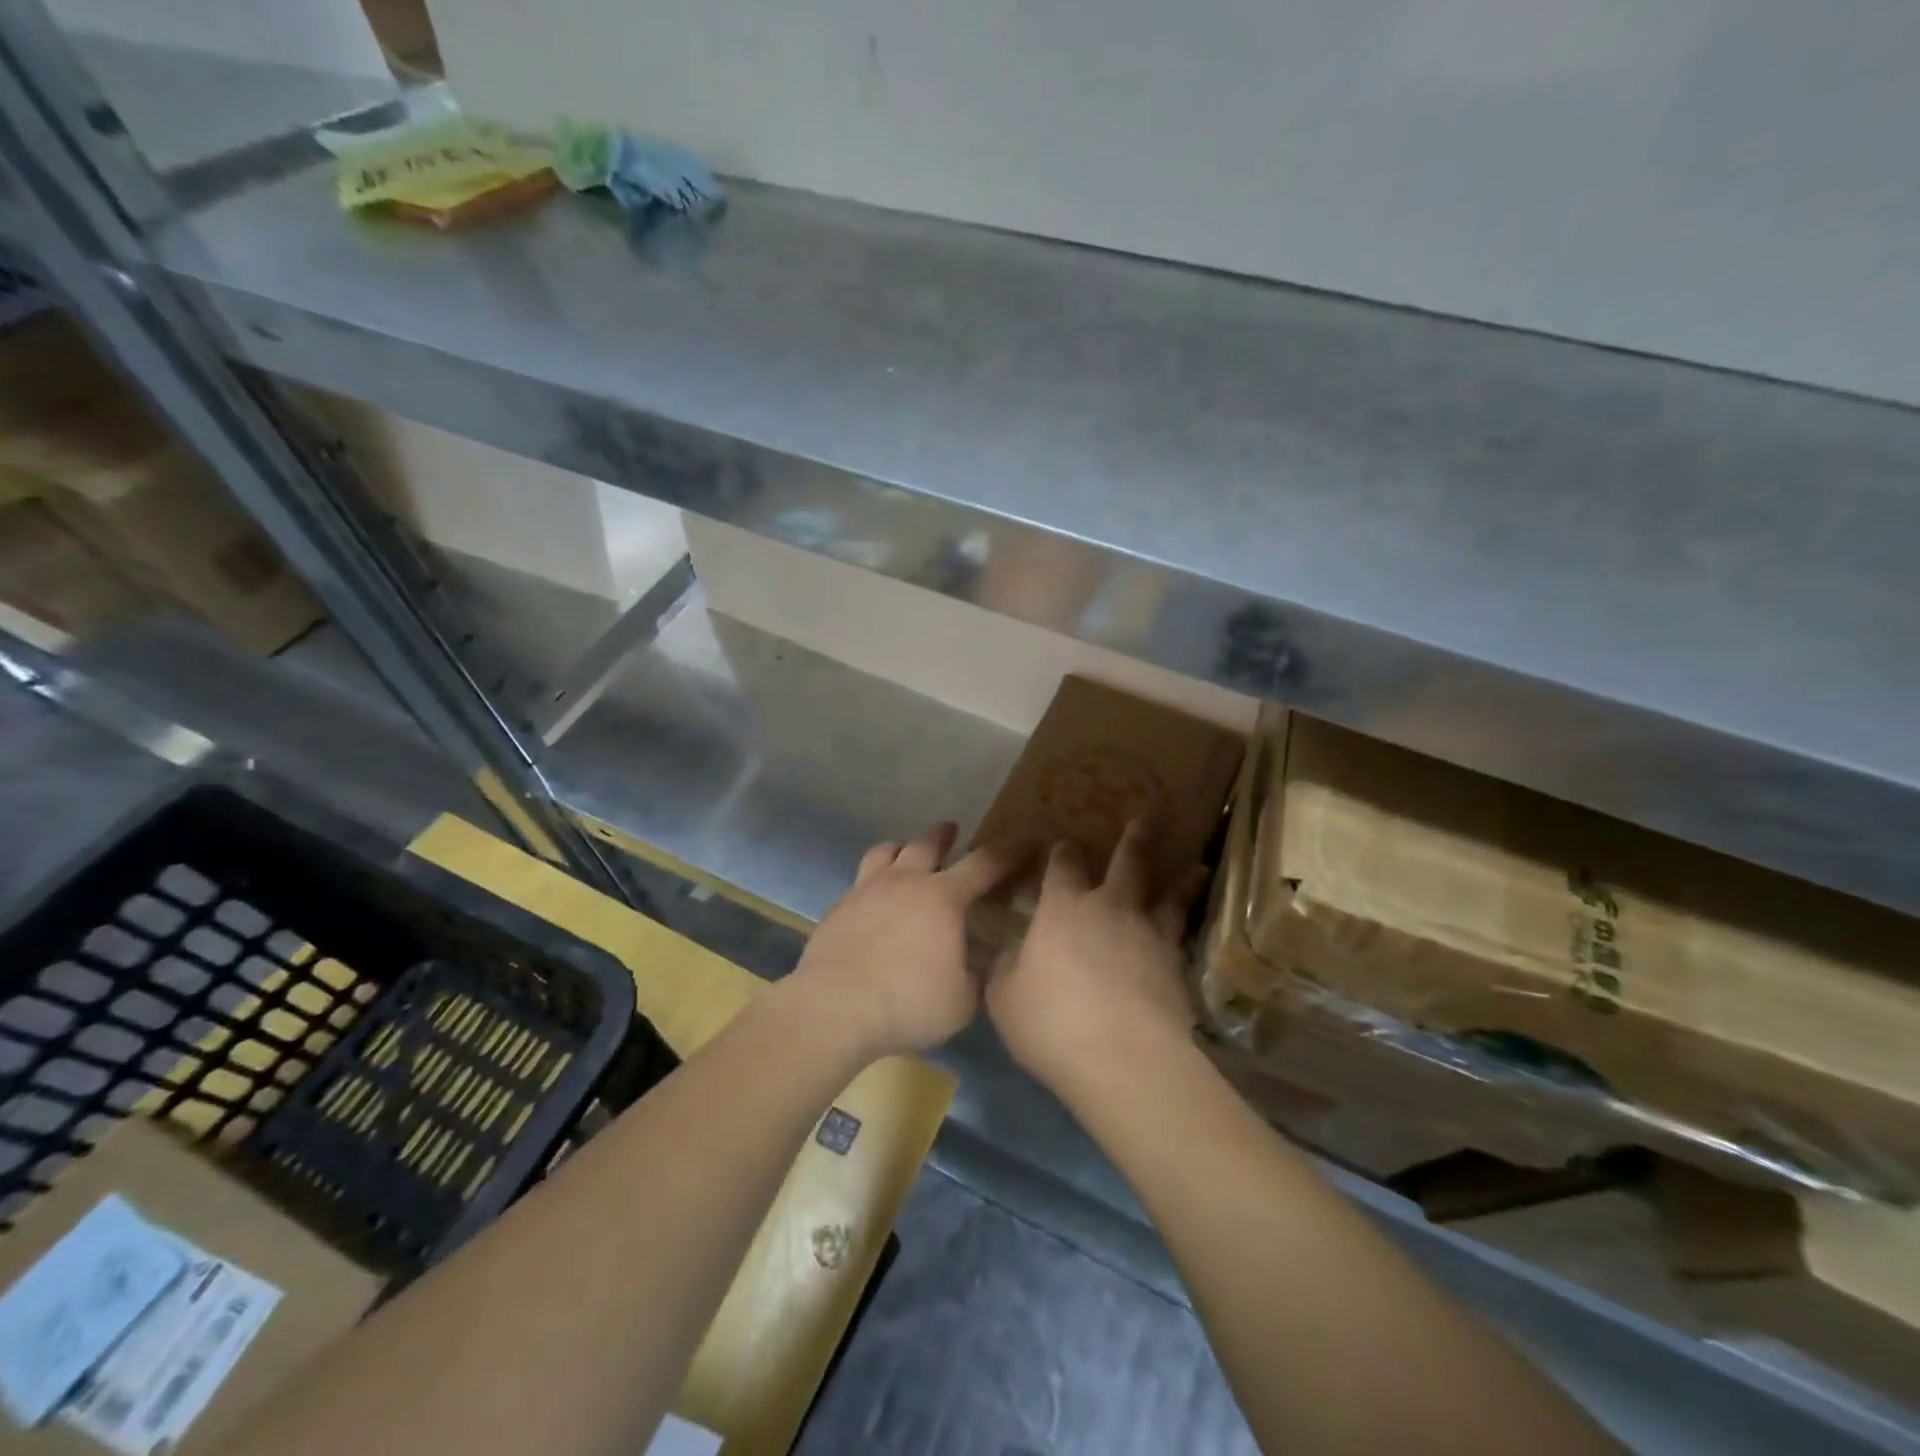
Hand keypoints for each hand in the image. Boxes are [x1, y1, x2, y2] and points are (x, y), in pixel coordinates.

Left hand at [792, 823, 1023, 1060]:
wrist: (834, 1008)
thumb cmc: (908, 1003)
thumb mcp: (961, 1001)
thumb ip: (976, 977)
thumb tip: (979, 964)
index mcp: (942, 897)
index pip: (984, 864)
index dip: (1008, 853)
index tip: (1024, 843)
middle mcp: (905, 882)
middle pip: (926, 844)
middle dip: (944, 835)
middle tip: (952, 830)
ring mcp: (866, 890)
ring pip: (885, 851)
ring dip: (901, 847)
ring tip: (905, 852)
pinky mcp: (838, 908)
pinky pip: (860, 881)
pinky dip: (873, 880)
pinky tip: (874, 899)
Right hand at [986, 819, 1203, 1097]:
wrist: (1123, 1059)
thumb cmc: (1052, 1022)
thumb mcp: (1004, 997)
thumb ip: (1006, 968)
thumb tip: (1009, 954)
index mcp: (1063, 909)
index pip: (1061, 866)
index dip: (1062, 851)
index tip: (1064, 842)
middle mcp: (1109, 908)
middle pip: (1127, 862)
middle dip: (1135, 838)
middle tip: (1147, 817)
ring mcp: (1148, 933)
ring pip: (1168, 894)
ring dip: (1180, 879)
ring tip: (1195, 866)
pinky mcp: (1176, 964)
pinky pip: (1183, 934)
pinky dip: (1190, 924)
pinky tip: (1193, 925)